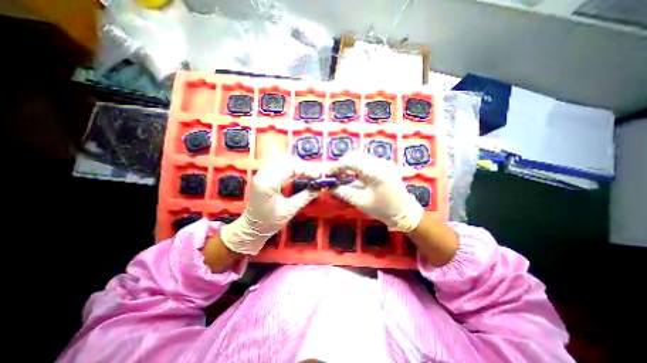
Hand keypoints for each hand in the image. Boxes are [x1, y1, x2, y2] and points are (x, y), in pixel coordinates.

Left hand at [219, 154, 320, 253]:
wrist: (252, 227)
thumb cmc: (268, 222)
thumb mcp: (289, 210)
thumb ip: (305, 197)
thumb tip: (319, 188)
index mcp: (267, 184)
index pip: (290, 167)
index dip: (307, 169)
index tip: (318, 174)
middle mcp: (262, 175)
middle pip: (286, 160)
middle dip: (303, 165)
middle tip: (316, 173)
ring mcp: (261, 173)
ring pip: (282, 159)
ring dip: (298, 164)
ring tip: (309, 172)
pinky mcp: (264, 175)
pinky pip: (279, 164)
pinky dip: (292, 165)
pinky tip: (299, 171)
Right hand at [329, 151, 425, 232]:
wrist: (405, 212)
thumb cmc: (384, 210)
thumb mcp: (362, 202)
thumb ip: (344, 192)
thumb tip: (330, 188)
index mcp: (376, 172)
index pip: (352, 161)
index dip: (338, 166)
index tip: (328, 173)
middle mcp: (381, 163)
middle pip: (356, 156)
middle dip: (342, 163)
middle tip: (333, 174)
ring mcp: (384, 162)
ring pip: (360, 157)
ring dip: (348, 164)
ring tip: (340, 174)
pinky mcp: (384, 165)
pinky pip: (366, 161)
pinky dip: (356, 166)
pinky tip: (351, 174)